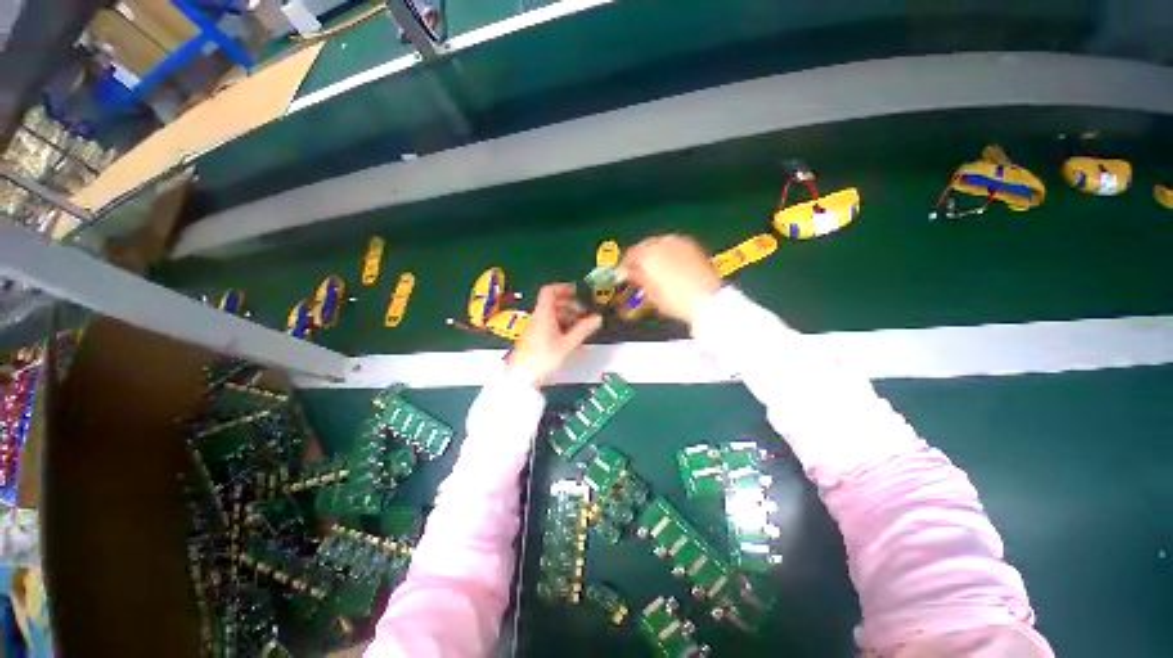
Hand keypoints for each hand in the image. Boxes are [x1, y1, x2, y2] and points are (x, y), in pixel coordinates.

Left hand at [507, 284, 601, 386]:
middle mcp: (538, 318)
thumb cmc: (543, 358)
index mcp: (543, 314)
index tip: (578, 293)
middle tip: (585, 314)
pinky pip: (550, 326)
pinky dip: (562, 327)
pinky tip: (572, 339)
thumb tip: (598, 318)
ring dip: (568, 318)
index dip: (563, 288)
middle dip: (571, 306)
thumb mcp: (567, 344)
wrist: (522, 377)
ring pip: (553, 316)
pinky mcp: (535, 338)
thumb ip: (583, 330)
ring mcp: (536, 328)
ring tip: (582, 328)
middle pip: (554, 304)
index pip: (549, 291)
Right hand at [626, 234, 720, 325]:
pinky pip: (673, 245)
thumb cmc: (675, 300)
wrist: (706, 299)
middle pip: (645, 245)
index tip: (626, 273)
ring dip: (655, 253)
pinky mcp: (692, 246)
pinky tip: (670, 264)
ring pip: (660, 243)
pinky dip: (668, 252)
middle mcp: (662, 243)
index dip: (627, 265)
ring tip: (655, 268)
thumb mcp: (651, 293)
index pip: (630, 255)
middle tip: (639, 270)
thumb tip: (632, 273)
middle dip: (641, 257)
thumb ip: (638, 279)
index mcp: (647, 255)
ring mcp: (678, 242)